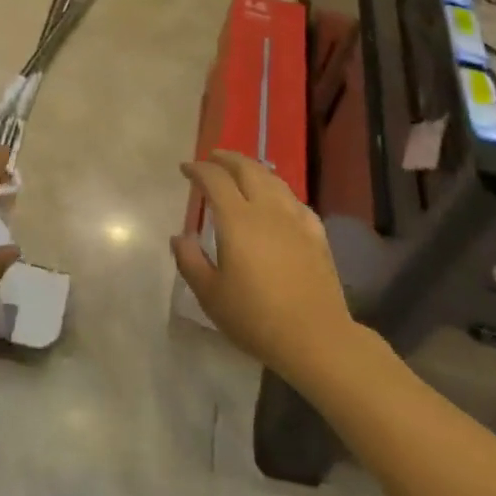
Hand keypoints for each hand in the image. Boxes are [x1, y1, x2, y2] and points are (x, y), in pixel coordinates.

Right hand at [173, 152, 356, 389]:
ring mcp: (295, 219)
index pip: (215, 179)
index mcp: (237, 220)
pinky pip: (295, 201)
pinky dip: (279, 192)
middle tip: (212, 157)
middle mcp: (266, 210)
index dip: (198, 169)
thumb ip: (190, 261)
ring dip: (254, 168)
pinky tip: (278, 201)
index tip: (185, 169)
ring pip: (273, 180)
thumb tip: (180, 237)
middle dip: (227, 158)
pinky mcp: (316, 234)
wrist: (316, 338)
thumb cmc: (256, 318)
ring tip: (242, 170)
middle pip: (247, 169)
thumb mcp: (211, 295)